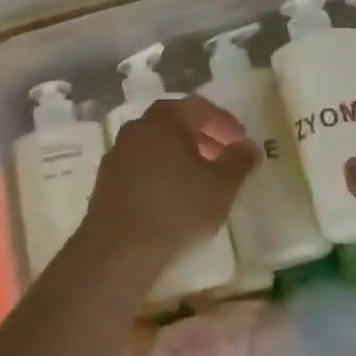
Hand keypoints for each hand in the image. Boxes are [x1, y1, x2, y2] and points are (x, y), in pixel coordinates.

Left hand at [80, 97, 257, 274]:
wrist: (119, 248)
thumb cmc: (177, 208)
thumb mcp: (221, 186)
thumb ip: (239, 161)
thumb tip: (248, 146)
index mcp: (165, 118)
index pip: (200, 107)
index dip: (224, 122)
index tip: (241, 141)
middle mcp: (138, 127)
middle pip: (175, 122)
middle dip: (203, 137)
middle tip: (223, 158)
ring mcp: (118, 151)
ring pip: (157, 144)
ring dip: (181, 155)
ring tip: (201, 180)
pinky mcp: (107, 178)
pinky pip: (142, 165)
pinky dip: (161, 171)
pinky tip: (173, 197)